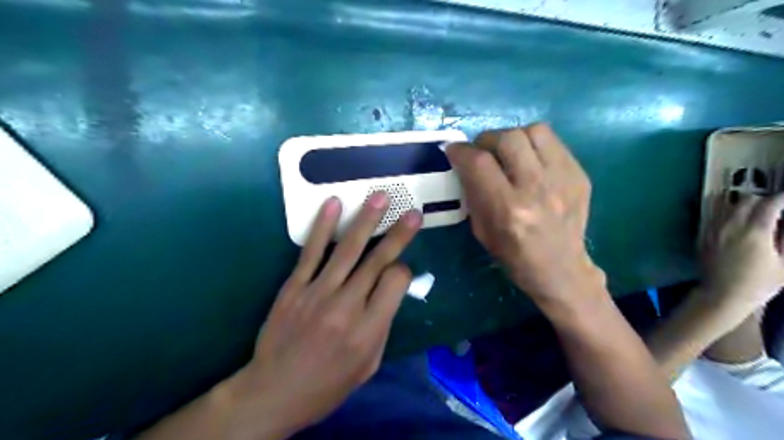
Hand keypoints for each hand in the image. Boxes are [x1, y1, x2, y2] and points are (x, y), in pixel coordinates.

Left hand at [228, 192, 419, 436]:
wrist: (274, 392)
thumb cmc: (328, 384)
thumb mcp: (369, 365)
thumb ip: (383, 325)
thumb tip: (392, 290)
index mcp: (369, 329)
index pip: (396, 282)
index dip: (403, 271)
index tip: (400, 270)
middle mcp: (347, 306)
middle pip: (377, 261)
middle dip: (398, 234)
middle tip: (413, 212)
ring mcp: (318, 293)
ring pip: (348, 249)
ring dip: (366, 220)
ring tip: (380, 197)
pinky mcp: (294, 286)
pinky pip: (311, 252)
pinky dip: (323, 226)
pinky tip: (333, 204)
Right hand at [443, 122, 600, 304]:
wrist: (561, 269)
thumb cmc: (514, 256)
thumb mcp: (482, 230)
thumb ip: (472, 193)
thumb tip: (465, 163)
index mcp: (508, 209)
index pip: (478, 162)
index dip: (461, 151)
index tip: (454, 151)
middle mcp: (536, 189)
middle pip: (507, 138)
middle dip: (486, 140)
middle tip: (482, 151)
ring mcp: (563, 179)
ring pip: (534, 131)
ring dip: (513, 137)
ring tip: (508, 152)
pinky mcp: (579, 175)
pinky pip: (553, 142)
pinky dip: (535, 145)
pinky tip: (530, 161)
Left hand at [698, 192, 783, 312]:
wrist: (721, 294)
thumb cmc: (758, 283)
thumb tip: (783, 224)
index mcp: (755, 231)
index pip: (771, 204)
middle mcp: (730, 225)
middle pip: (747, 200)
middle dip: (764, 201)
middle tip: (774, 210)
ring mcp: (712, 229)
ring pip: (727, 206)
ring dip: (743, 206)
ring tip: (754, 216)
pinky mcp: (701, 235)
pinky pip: (713, 216)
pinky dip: (726, 214)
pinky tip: (734, 224)